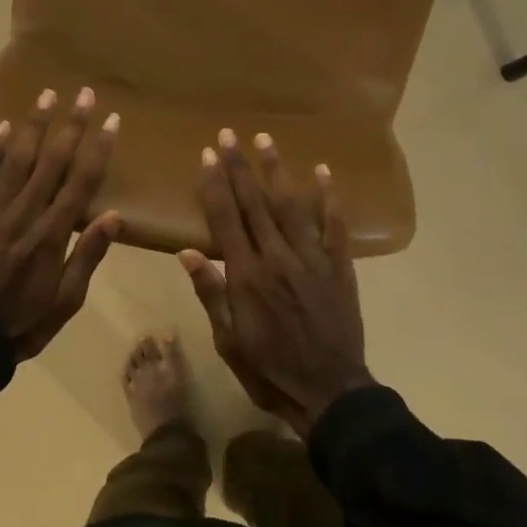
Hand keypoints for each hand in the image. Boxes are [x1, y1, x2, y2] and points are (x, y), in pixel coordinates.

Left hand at [0, 86, 121, 359]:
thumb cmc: (26, 323)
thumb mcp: (67, 300)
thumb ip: (88, 255)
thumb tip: (114, 216)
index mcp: (52, 236)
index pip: (81, 183)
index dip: (98, 149)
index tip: (112, 120)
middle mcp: (24, 215)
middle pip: (51, 162)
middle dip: (71, 125)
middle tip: (85, 94)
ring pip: (16, 161)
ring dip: (33, 126)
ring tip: (46, 95)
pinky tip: (3, 128)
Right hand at [179, 130, 372, 436]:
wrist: (330, 392)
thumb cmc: (270, 370)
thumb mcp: (228, 340)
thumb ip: (211, 293)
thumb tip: (187, 252)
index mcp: (247, 275)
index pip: (226, 219)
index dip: (215, 185)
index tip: (207, 155)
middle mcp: (278, 257)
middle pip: (255, 203)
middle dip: (240, 167)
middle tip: (229, 134)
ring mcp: (312, 259)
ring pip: (292, 206)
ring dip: (277, 171)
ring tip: (266, 139)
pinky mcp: (339, 267)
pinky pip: (334, 226)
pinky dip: (329, 198)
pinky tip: (323, 172)